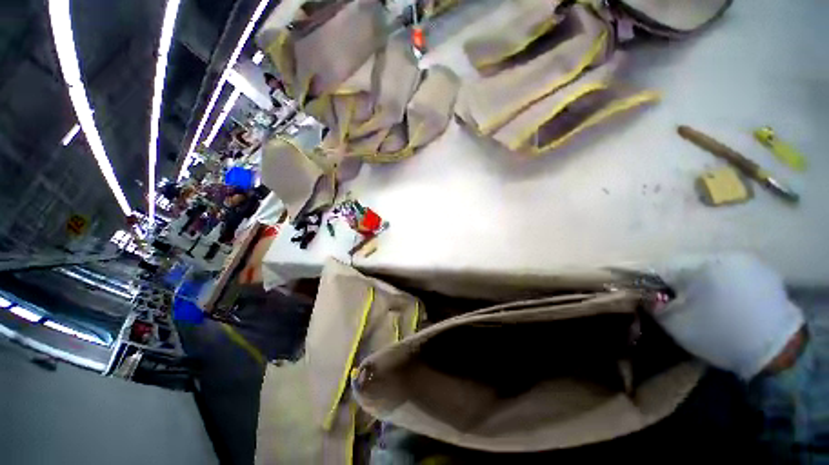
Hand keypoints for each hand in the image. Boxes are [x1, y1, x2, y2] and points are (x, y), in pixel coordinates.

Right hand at [655, 254, 804, 379]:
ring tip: (710, 305)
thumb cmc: (720, 335)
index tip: (657, 299)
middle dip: (681, 283)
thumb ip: (653, 305)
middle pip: (687, 266)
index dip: (654, 283)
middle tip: (684, 305)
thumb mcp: (676, 325)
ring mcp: (747, 262)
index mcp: (699, 266)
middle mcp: (723, 256)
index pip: (662, 267)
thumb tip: (645, 296)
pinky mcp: (764, 272)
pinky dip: (726, 284)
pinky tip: (731, 303)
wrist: (776, 351)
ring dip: (704, 283)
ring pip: (711, 268)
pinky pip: (733, 273)